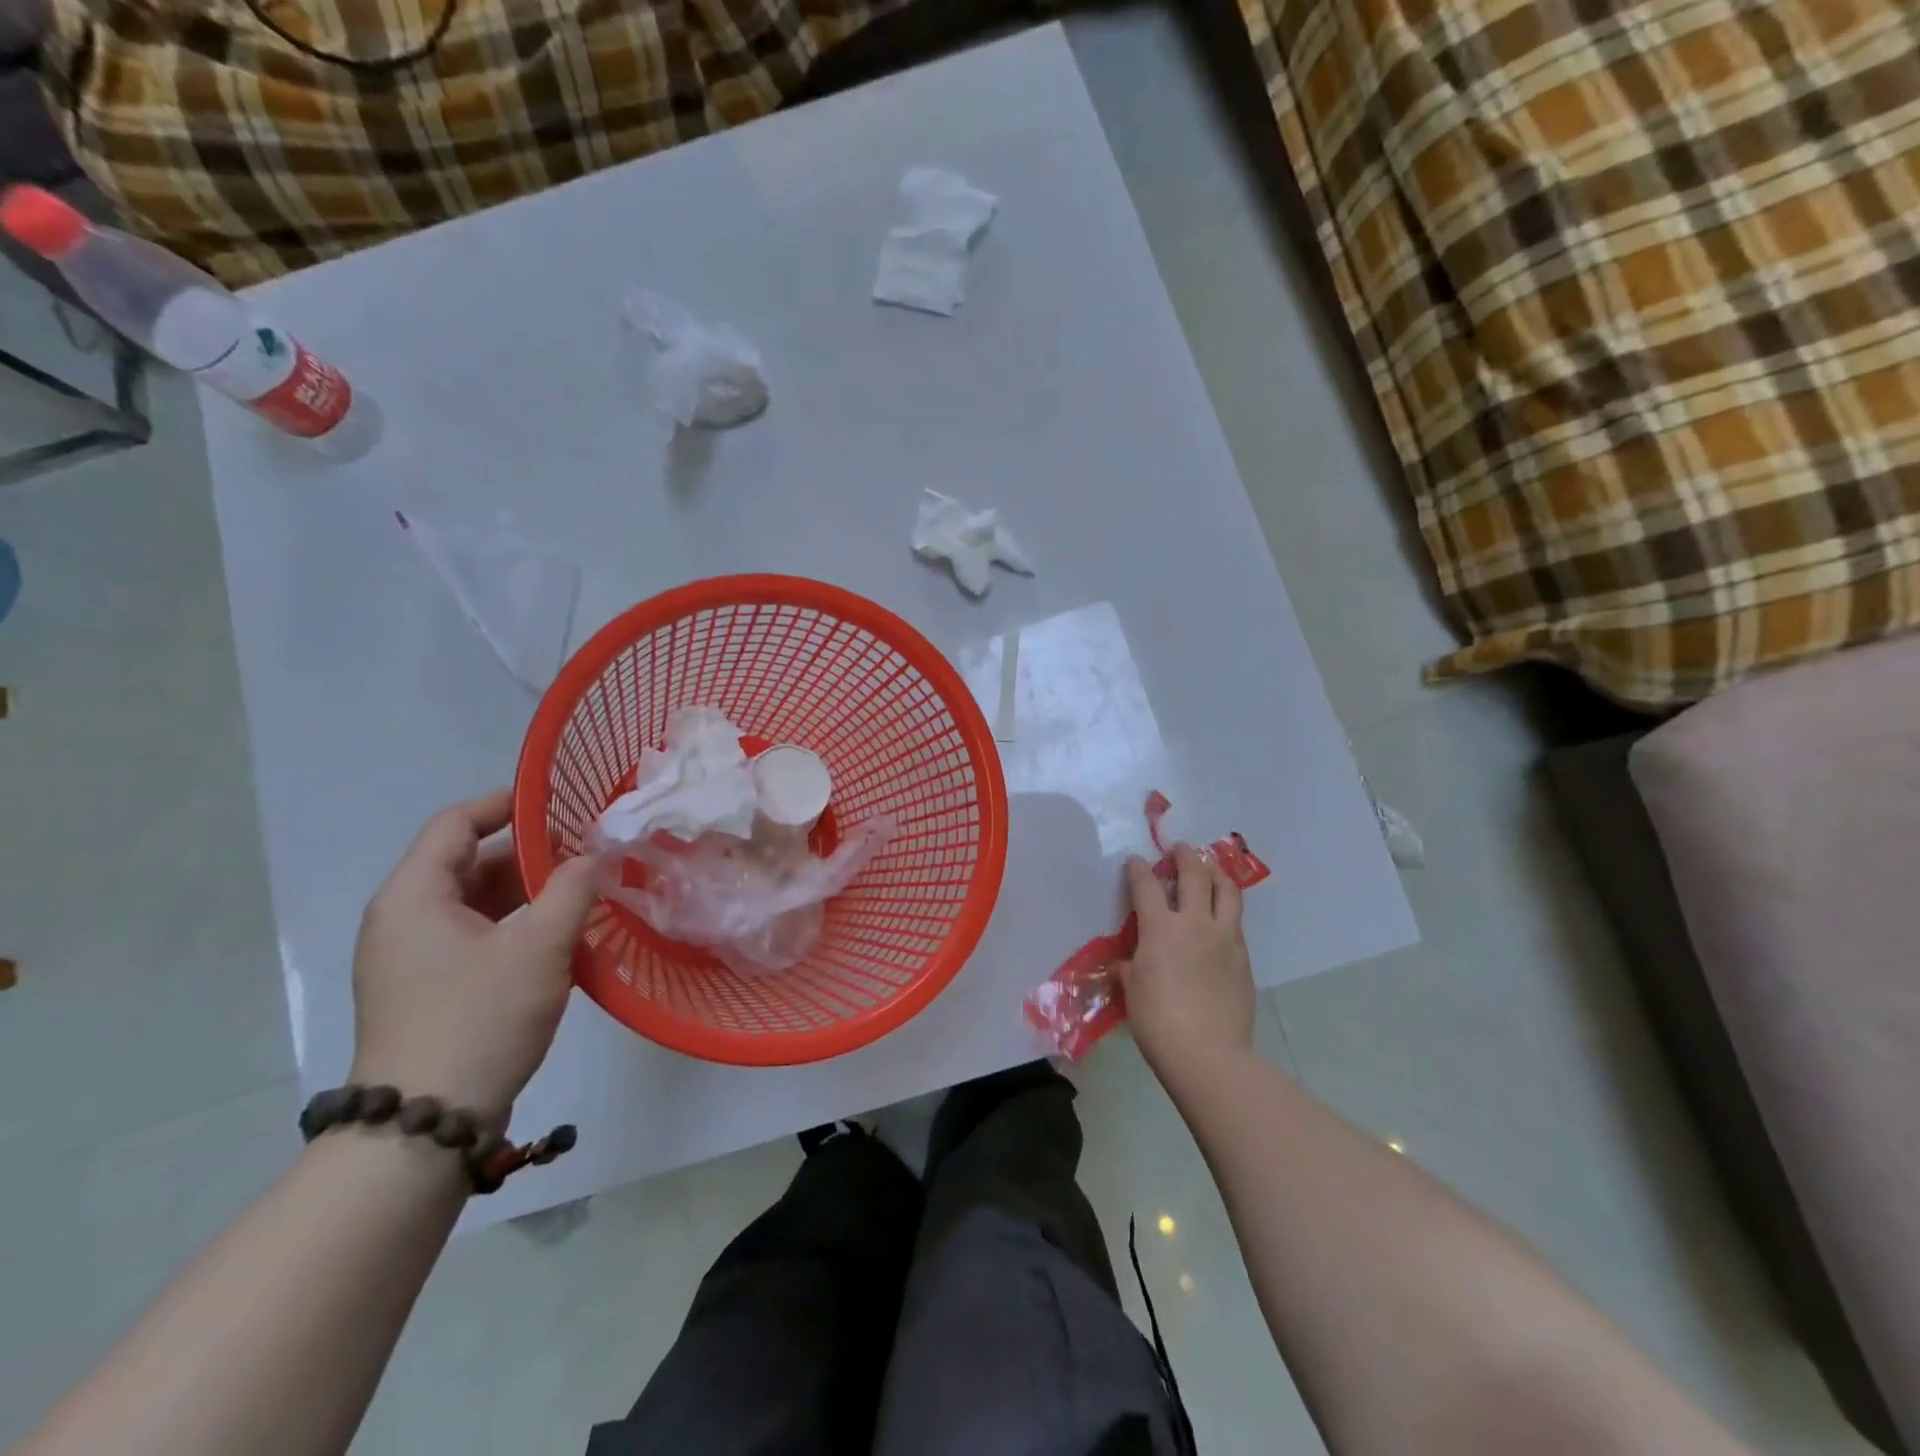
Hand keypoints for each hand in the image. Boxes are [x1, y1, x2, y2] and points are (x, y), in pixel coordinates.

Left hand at [349, 790, 599, 1121]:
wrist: (425, 1126)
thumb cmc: (479, 1018)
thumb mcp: (540, 945)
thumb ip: (574, 888)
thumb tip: (597, 855)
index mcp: (414, 896)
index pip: (456, 823)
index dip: (507, 804)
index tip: (559, 800)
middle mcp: (404, 920)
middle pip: (469, 864)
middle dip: (531, 854)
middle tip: (588, 852)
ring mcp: (413, 960)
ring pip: (477, 905)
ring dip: (530, 895)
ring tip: (585, 894)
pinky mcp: (430, 992)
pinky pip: (477, 939)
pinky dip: (518, 929)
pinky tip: (562, 941)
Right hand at [1117, 844, 1255, 1075]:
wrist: (1208, 1054)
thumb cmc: (1157, 1021)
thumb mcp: (1133, 990)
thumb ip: (1130, 968)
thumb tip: (1128, 963)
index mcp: (1161, 928)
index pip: (1147, 886)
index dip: (1139, 869)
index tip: (1136, 861)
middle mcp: (1195, 923)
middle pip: (1195, 875)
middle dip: (1186, 857)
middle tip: (1181, 849)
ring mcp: (1225, 939)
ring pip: (1227, 892)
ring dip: (1217, 874)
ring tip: (1211, 868)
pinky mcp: (1244, 958)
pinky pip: (1236, 923)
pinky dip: (1227, 910)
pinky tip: (1221, 917)